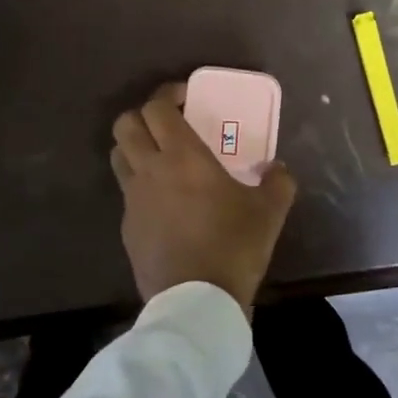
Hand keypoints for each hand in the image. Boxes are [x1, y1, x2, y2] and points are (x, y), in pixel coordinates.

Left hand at [110, 83, 297, 313]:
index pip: (157, 108)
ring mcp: (133, 199)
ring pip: (119, 156)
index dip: (168, 95)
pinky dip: (140, 187)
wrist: (196, 301)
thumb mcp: (270, 212)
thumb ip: (278, 182)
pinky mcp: (127, 227)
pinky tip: (164, 204)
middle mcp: (150, 169)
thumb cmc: (233, 246)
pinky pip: (127, 193)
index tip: (186, 98)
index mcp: (182, 156)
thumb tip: (277, 169)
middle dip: (143, 116)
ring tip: (161, 159)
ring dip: (135, 148)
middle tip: (169, 125)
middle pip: (125, 124)